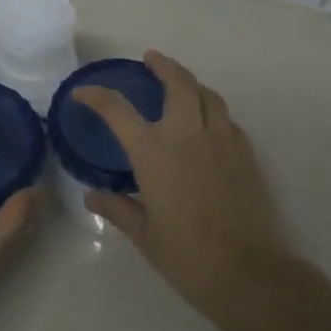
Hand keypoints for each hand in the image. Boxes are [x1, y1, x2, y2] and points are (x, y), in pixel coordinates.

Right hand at [72, 51, 292, 330]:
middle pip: (178, 82)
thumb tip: (93, 196)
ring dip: (191, 84)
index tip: (83, 92)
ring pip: (208, 95)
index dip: (97, 96)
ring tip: (180, 86)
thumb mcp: (144, 233)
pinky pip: (227, 119)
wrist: (247, 271)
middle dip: (162, 65)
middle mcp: (188, 135)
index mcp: (154, 152)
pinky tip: (206, 124)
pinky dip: (212, 111)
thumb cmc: (186, 255)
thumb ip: (118, 208)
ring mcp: (222, 140)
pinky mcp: (246, 154)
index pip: (118, 110)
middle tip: (150, 60)